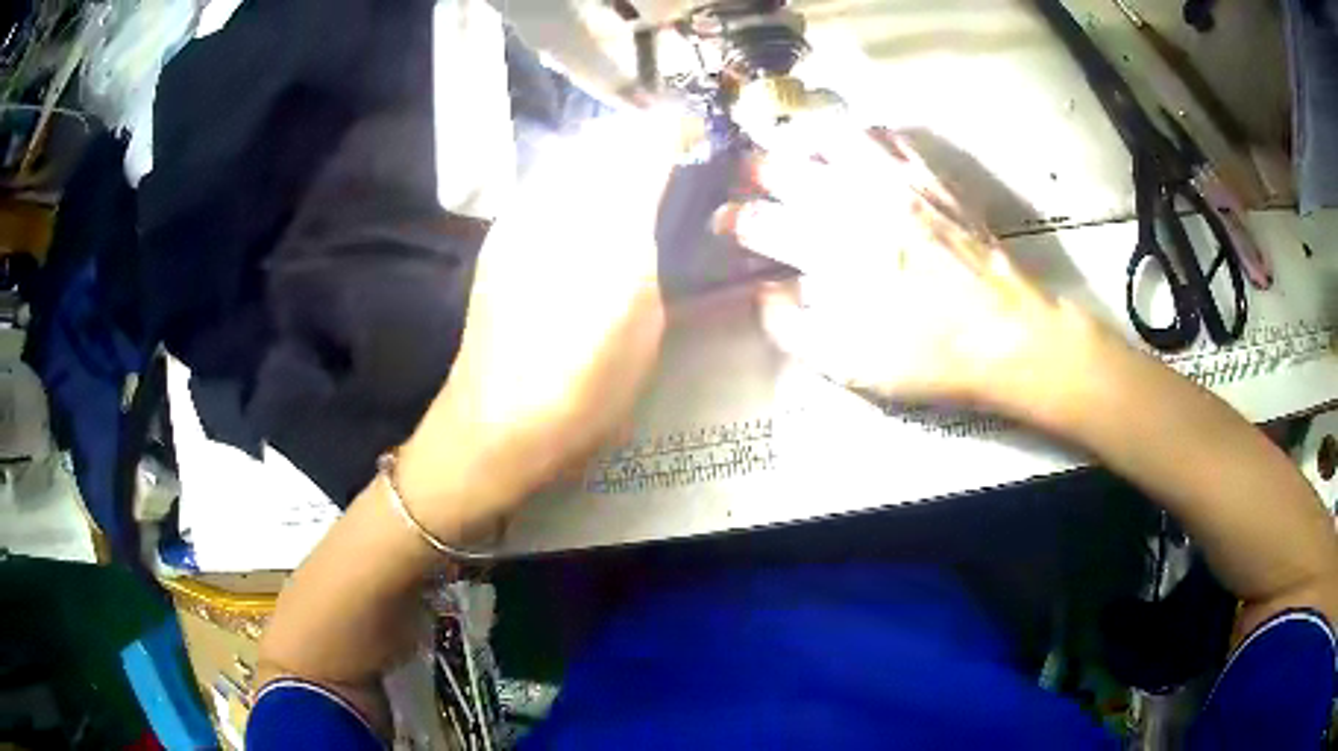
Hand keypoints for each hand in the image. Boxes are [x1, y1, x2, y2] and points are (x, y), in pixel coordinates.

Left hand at [397, 112, 691, 537]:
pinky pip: (547, 182)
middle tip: (669, 153)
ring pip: (570, 155)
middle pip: (603, 138)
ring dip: (606, 153)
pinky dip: (576, 177)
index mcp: (606, 228)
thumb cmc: (585, 389)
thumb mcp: (644, 321)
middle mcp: (556, 205)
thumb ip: (651, 249)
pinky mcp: (499, 235)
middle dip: (640, 135)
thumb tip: (651, 207)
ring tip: (632, 175)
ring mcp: (519, 216)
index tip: (694, 135)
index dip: (674, 129)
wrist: (496, 423)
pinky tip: (587, 204)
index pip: (643, 143)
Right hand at [717, 125, 1088, 409]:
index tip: (723, 224)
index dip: (731, 220)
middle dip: (754, 171)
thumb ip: (794, 329)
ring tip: (800, 156)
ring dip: (805, 143)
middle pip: (785, 165)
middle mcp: (857, 204)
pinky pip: (886, 136)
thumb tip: (765, 294)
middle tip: (748, 181)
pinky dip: (861, 137)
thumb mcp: (852, 365)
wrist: (1006, 334)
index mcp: (833, 253)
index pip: (760, 222)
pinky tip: (858, 152)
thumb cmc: (929, 356)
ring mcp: (896, 182)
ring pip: (831, 135)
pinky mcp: (929, 176)